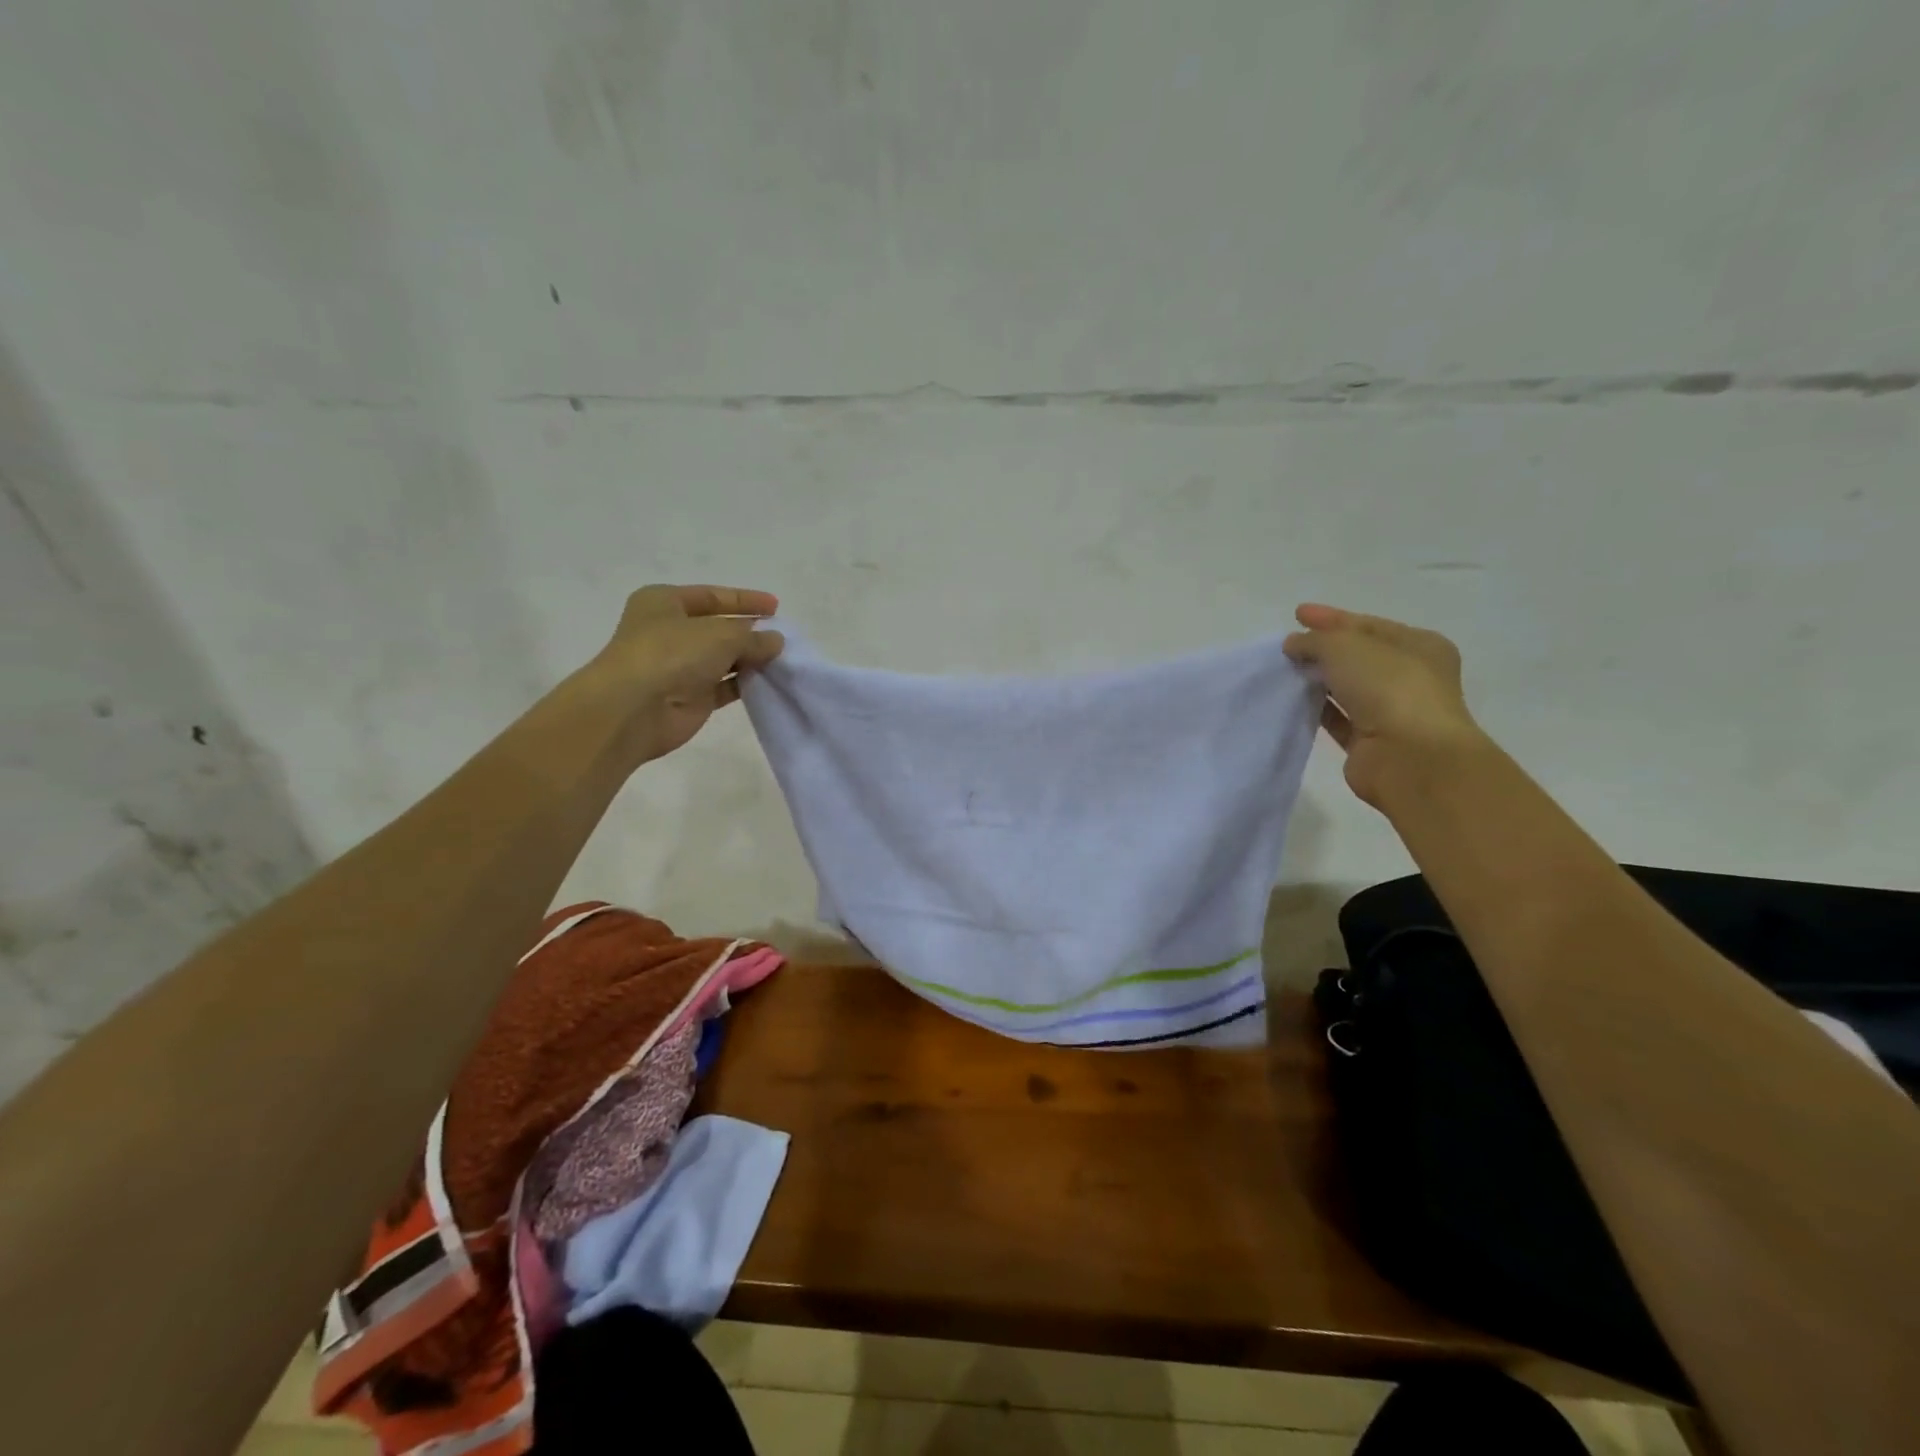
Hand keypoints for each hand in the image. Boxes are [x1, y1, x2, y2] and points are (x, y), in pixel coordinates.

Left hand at [589, 584, 783, 762]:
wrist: (635, 709)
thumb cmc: (672, 654)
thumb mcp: (721, 634)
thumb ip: (753, 636)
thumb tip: (775, 641)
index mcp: (664, 602)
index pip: (712, 596)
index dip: (745, 600)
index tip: (776, 607)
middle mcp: (669, 632)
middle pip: (718, 628)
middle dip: (749, 631)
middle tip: (783, 636)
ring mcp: (679, 667)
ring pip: (722, 658)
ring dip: (750, 659)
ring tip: (782, 660)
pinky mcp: (690, 698)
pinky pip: (724, 686)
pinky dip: (745, 683)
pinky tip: (769, 681)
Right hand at [1282, 604, 1488, 807]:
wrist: (1410, 758)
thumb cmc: (1389, 688)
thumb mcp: (1346, 647)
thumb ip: (1315, 640)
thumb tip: (1293, 644)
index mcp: (1419, 646)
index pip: (1368, 625)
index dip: (1332, 618)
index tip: (1296, 614)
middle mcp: (1410, 677)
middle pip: (1358, 656)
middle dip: (1323, 648)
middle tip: (1288, 645)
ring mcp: (1391, 712)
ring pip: (1347, 688)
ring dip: (1317, 679)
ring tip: (1283, 671)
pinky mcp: (1369, 743)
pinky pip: (1337, 719)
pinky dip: (1316, 709)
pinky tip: (1291, 701)